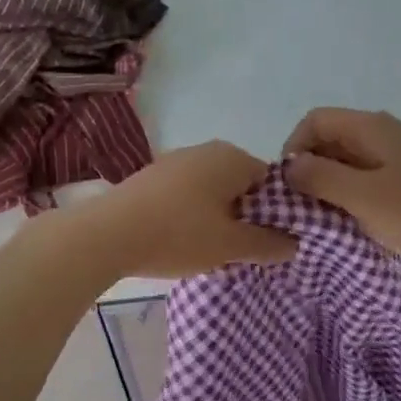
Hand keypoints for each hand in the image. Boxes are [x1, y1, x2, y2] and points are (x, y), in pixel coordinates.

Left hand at [79, 141, 296, 278]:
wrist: (106, 235)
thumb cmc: (178, 234)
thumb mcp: (230, 246)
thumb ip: (266, 244)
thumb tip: (294, 243)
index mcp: (232, 157)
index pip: (271, 182)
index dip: (276, 213)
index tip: (270, 242)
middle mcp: (206, 150)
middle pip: (241, 184)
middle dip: (246, 215)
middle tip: (244, 250)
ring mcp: (175, 160)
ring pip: (213, 190)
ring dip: (218, 216)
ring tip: (213, 250)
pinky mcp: (152, 177)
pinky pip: (187, 194)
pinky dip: (193, 214)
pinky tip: (183, 239)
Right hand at [283, 108, 400, 264]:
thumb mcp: (363, 196)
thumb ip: (320, 178)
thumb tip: (289, 167)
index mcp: (370, 126)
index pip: (315, 120)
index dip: (294, 148)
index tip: (291, 187)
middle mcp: (385, 132)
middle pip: (332, 139)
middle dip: (312, 170)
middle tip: (306, 209)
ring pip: (352, 161)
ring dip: (335, 187)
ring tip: (331, 220)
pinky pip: (373, 178)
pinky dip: (358, 196)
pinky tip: (363, 223)